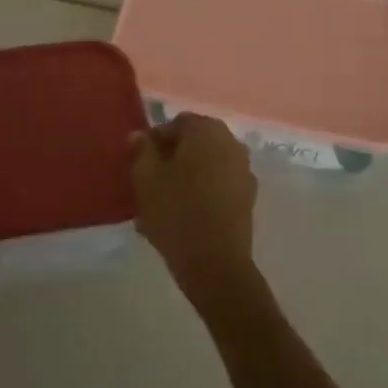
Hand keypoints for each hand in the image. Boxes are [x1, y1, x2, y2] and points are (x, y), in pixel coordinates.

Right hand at [130, 114, 258, 307]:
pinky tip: (183, 216)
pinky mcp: (248, 198)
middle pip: (194, 144)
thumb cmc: (176, 212)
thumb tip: (140, 135)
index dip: (155, 141)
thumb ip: (141, 150)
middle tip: (150, 184)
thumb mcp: (145, 178)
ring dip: (186, 177)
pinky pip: (218, 186)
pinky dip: (201, 193)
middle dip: (171, 159)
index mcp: (207, 130)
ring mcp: (244, 171)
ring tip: (163, 204)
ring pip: (206, 166)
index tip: (140, 165)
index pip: (176, 123)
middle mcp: (231, 143)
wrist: (214, 263)